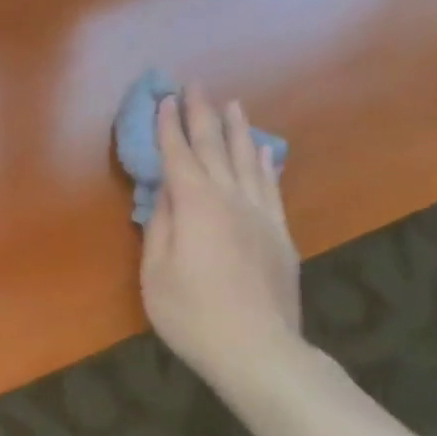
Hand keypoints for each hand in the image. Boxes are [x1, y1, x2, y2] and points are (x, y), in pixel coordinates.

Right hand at [139, 86, 302, 387]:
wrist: (259, 350)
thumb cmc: (193, 314)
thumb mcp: (156, 272)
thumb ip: (159, 226)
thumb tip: (163, 193)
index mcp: (195, 205)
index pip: (178, 155)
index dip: (168, 127)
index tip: (163, 100)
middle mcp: (230, 198)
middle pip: (213, 147)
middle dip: (201, 114)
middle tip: (195, 85)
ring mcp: (260, 214)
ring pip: (246, 159)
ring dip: (236, 129)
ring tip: (232, 104)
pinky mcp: (280, 233)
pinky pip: (271, 186)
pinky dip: (263, 162)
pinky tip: (261, 150)